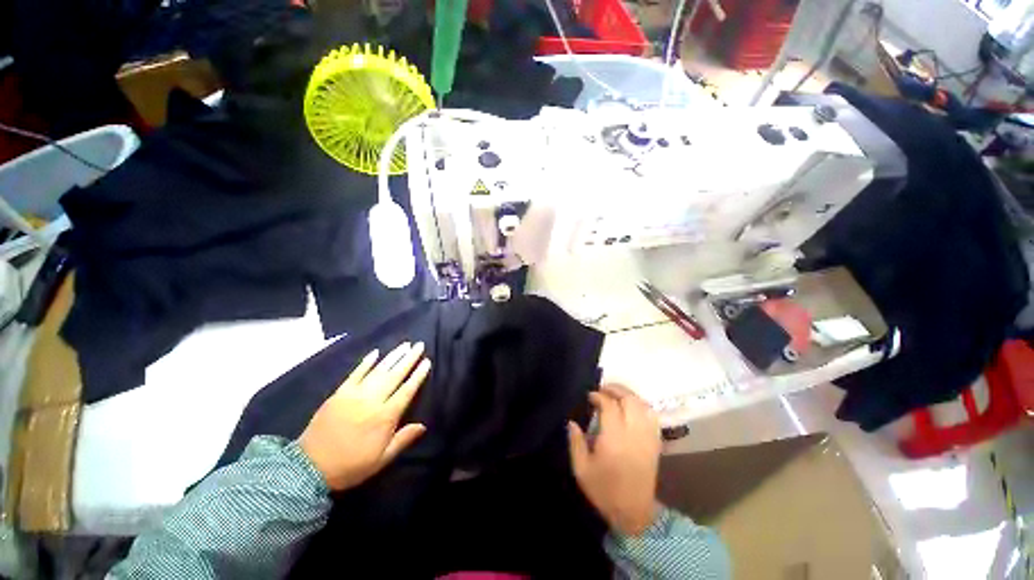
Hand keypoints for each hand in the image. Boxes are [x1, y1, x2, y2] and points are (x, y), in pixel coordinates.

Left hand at [299, 342, 429, 490]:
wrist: (308, 468)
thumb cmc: (350, 465)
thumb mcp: (381, 460)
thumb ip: (403, 440)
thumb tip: (423, 426)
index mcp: (385, 417)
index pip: (407, 390)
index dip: (418, 375)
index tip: (427, 362)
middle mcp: (372, 401)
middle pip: (395, 375)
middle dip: (409, 359)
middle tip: (420, 345)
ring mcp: (354, 395)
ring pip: (378, 370)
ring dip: (393, 356)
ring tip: (405, 345)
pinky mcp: (339, 393)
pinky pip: (355, 373)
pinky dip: (366, 362)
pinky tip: (376, 352)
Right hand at [568, 384, 661, 535]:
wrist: (634, 513)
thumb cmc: (604, 490)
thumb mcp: (581, 469)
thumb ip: (575, 442)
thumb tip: (572, 421)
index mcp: (614, 439)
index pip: (609, 406)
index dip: (599, 396)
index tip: (590, 396)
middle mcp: (633, 434)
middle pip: (629, 400)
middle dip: (616, 389)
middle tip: (603, 389)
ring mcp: (647, 437)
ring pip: (643, 405)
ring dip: (629, 395)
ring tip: (616, 394)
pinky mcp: (655, 443)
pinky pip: (652, 416)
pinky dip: (641, 405)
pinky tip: (631, 406)